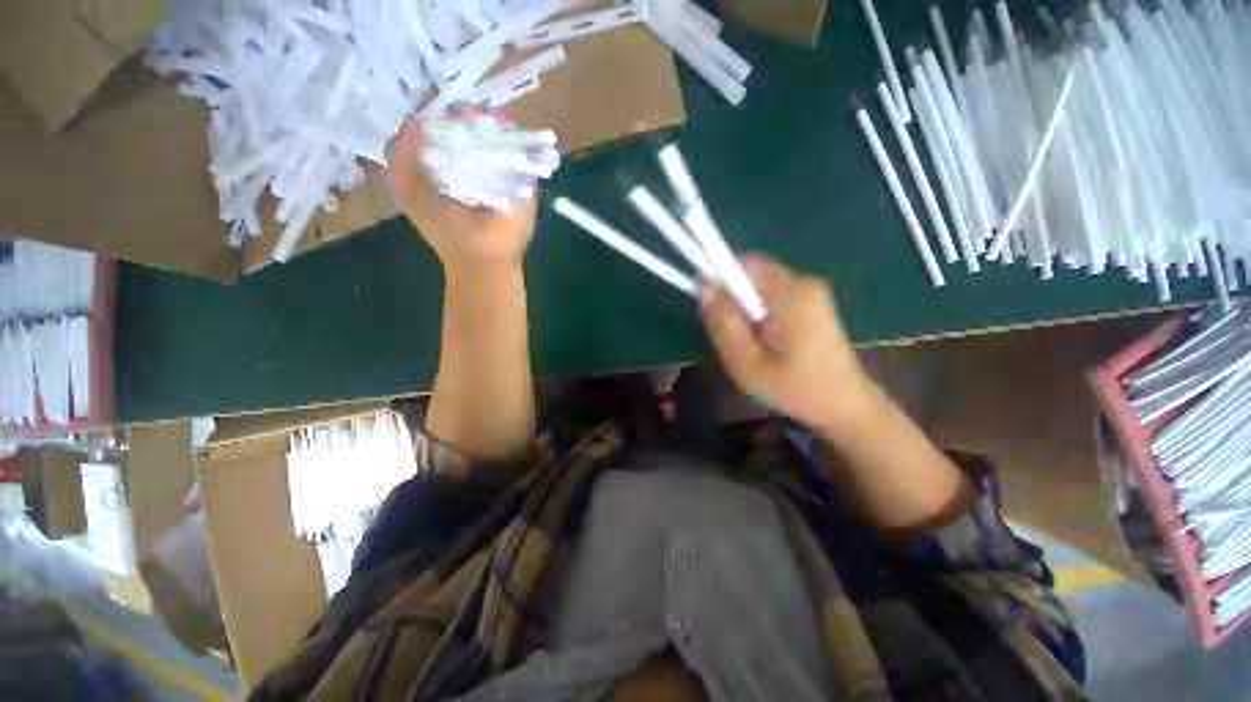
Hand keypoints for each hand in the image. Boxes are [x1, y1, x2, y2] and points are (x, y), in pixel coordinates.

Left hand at [386, 114, 537, 275]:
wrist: (483, 259)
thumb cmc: (446, 229)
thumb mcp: (408, 190)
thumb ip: (401, 155)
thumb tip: (415, 120)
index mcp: (449, 166)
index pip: (446, 130)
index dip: (441, 115)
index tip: (439, 107)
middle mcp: (476, 165)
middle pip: (473, 127)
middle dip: (467, 115)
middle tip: (462, 110)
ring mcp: (504, 172)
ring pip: (498, 134)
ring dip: (490, 122)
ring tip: (479, 119)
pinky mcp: (525, 181)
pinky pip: (521, 150)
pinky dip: (513, 137)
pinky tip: (501, 131)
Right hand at [698, 255, 874, 435]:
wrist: (846, 406)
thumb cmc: (795, 390)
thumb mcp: (747, 364)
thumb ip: (723, 324)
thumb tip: (704, 288)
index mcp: (792, 295)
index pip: (745, 264)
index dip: (721, 279)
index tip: (714, 311)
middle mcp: (804, 282)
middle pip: (752, 273)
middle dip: (733, 299)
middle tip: (733, 335)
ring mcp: (812, 291)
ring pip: (760, 285)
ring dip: (745, 308)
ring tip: (751, 343)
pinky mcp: (813, 301)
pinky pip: (773, 294)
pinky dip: (760, 312)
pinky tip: (766, 341)